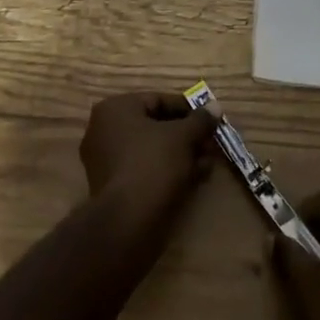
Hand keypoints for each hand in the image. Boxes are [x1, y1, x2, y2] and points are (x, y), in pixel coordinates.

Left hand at [79, 92, 217, 212]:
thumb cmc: (153, 164)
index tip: (210, 120)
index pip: (158, 100)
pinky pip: (145, 168)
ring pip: (152, 149)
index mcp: (115, 109)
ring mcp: (106, 160)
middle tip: (211, 144)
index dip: (188, 109)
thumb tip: (215, 106)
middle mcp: (104, 129)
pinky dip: (168, 170)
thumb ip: (200, 120)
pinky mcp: (113, 186)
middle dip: (187, 135)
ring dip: (182, 153)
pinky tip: (194, 178)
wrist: (128, 220)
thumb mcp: (183, 136)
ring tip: (207, 163)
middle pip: (155, 125)